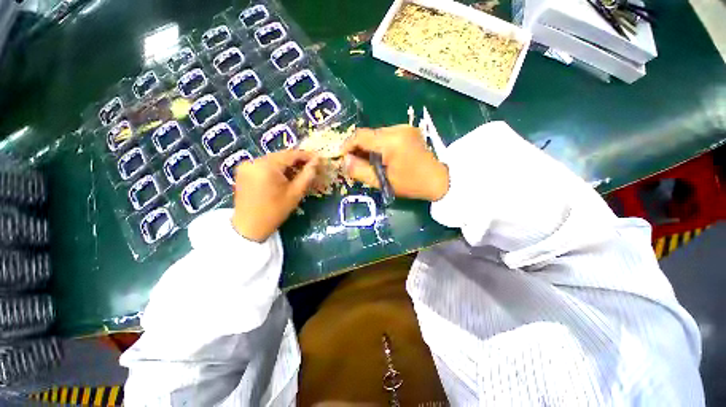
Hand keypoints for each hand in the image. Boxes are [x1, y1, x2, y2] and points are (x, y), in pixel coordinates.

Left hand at [232, 150, 319, 241]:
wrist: (249, 226)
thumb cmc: (275, 211)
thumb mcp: (295, 193)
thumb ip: (307, 175)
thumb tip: (317, 161)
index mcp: (267, 166)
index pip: (290, 154)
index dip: (306, 155)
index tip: (318, 159)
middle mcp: (254, 161)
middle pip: (280, 156)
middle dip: (296, 160)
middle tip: (310, 166)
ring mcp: (246, 165)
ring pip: (272, 160)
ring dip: (286, 164)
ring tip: (299, 172)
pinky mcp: (243, 171)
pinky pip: (263, 164)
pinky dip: (275, 168)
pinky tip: (283, 176)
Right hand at [342, 125, 448, 201]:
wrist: (439, 180)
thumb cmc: (411, 184)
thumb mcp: (382, 182)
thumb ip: (360, 171)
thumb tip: (344, 160)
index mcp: (391, 141)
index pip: (360, 136)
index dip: (347, 145)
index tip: (341, 156)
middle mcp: (397, 128)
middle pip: (368, 134)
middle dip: (358, 147)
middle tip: (353, 162)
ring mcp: (404, 128)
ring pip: (377, 135)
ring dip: (369, 146)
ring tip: (367, 161)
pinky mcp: (408, 130)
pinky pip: (387, 135)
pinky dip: (379, 145)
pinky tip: (381, 157)